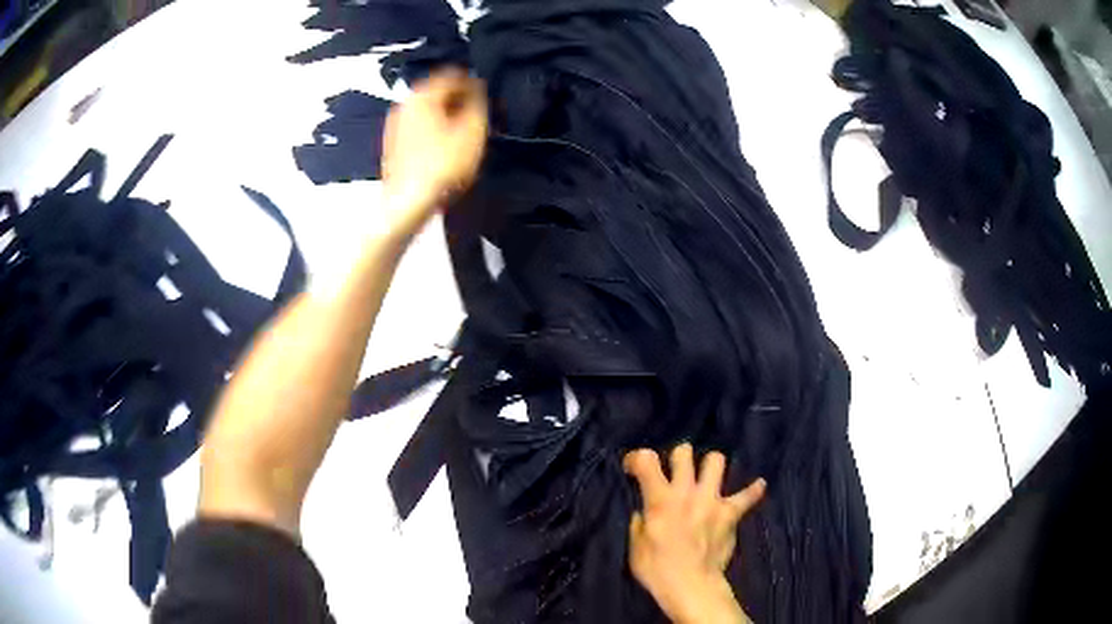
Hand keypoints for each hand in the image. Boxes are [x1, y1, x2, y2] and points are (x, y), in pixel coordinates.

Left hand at [381, 68, 487, 237]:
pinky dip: (432, 127)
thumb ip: (478, 103)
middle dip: (457, 98)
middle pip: (436, 90)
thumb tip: (477, 90)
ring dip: (445, 113)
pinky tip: (443, 145)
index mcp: (423, 94)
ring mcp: (394, 123)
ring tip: (462, 130)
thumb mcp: (473, 130)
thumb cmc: (442, 165)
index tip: (486, 94)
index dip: (473, 81)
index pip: (452, 74)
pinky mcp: (392, 143)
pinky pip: (417, 125)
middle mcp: (405, 103)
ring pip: (426, 109)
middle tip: (476, 112)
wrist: (408, 201)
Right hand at [624, 444, 765, 623]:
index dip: (637, 457)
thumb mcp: (635, 547)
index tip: (633, 468)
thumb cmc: (657, 569)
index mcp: (659, 499)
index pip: (645, 459)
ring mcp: (711, 500)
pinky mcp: (730, 513)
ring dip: (710, 466)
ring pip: (716, 461)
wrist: (691, 586)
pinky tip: (759, 486)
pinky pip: (747, 496)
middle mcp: (686, 492)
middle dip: (678, 457)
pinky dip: (752, 491)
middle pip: (684, 452)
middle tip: (675, 472)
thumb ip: (640, 523)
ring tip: (707, 477)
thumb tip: (645, 513)